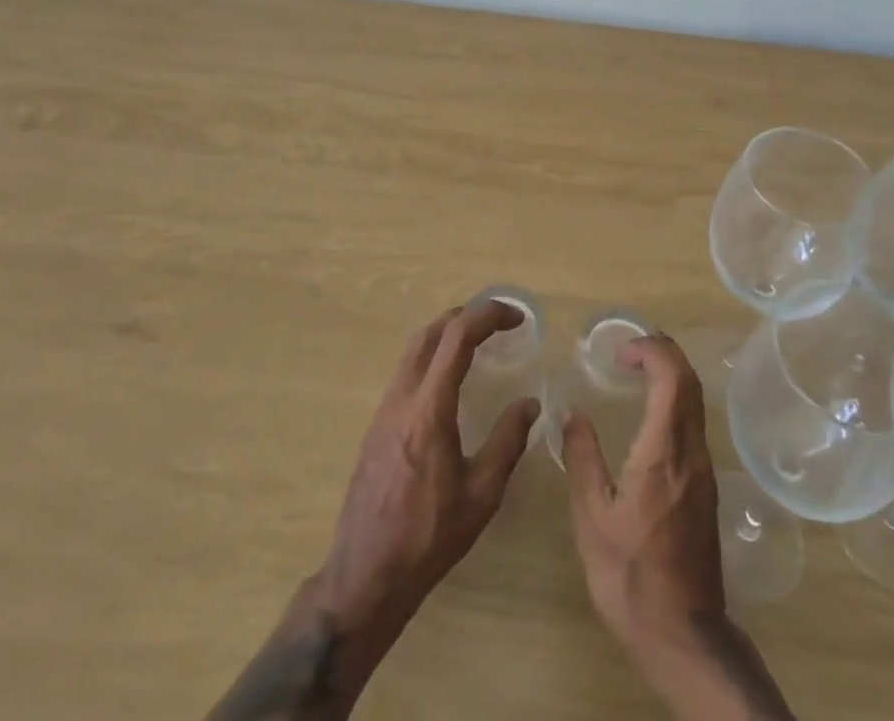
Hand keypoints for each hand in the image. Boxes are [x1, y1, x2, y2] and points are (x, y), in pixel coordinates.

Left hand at [209, 302, 538, 720]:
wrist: (365, 577)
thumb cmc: (428, 537)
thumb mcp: (481, 494)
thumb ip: (507, 442)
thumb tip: (529, 404)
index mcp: (429, 409)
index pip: (457, 337)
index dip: (487, 315)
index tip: (516, 318)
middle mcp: (402, 398)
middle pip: (430, 333)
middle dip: (465, 315)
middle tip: (497, 322)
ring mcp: (383, 410)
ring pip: (413, 351)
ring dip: (445, 334)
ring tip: (477, 343)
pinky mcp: (376, 426)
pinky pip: (405, 373)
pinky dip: (431, 358)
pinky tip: (448, 382)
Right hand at [561, 332, 723, 649]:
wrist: (684, 635)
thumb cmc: (631, 576)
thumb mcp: (592, 518)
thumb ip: (582, 458)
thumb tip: (572, 413)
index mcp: (663, 452)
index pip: (672, 377)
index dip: (650, 350)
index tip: (620, 352)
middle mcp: (691, 451)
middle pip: (690, 381)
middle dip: (663, 351)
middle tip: (629, 349)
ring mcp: (703, 469)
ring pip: (696, 401)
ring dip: (671, 373)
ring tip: (637, 370)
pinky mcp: (706, 486)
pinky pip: (694, 422)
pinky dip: (675, 398)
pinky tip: (650, 412)